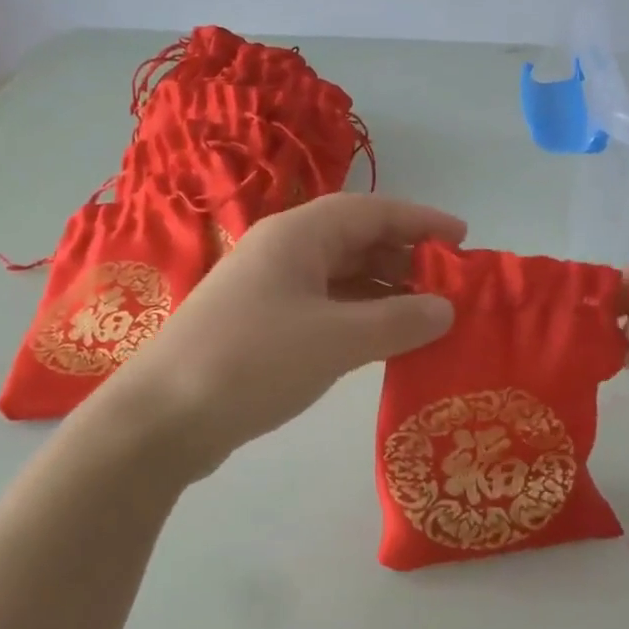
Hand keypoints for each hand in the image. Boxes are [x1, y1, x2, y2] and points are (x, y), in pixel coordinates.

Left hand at [100, 195, 465, 479]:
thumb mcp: (336, 340)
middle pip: (355, 240)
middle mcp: (282, 252)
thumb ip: (398, 321)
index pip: (372, 211)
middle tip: (450, 287)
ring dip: (383, 292)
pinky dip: (357, 318)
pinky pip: (323, 308)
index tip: (464, 239)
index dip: (420, 221)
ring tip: (426, 317)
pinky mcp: (260, 326)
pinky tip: (381, 342)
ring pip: (339, 277)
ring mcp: (267, 289)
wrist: (164, 417)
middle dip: (405, 258)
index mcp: (297, 235)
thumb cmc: (253, 362)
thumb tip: (445, 309)